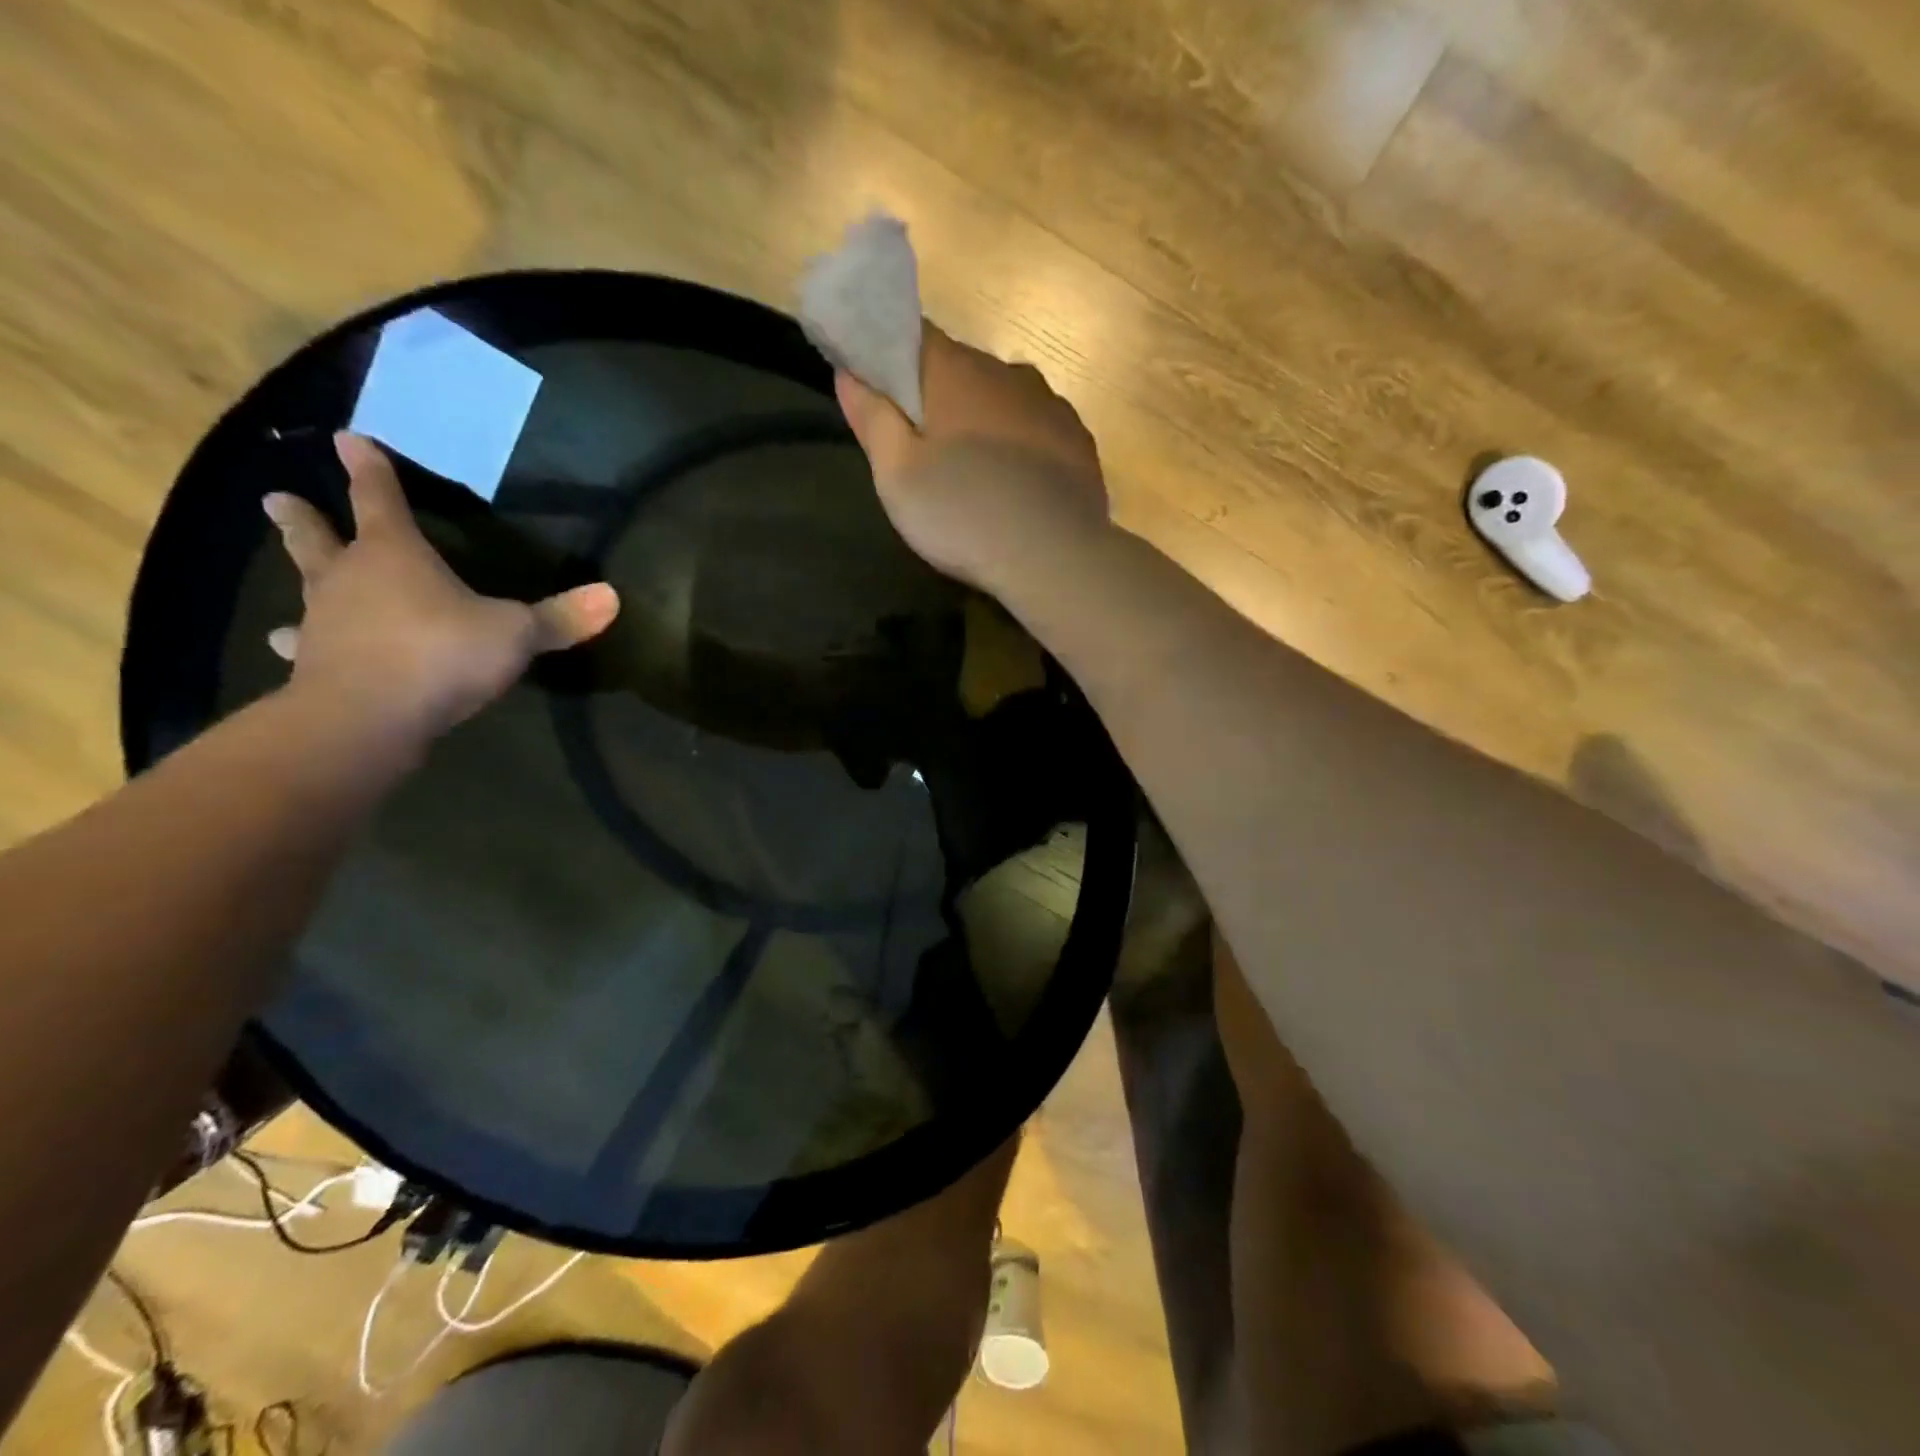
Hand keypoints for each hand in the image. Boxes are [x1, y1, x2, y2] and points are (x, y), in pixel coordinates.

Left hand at [261, 433, 618, 745]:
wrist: (369, 716)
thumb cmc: (442, 654)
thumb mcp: (516, 634)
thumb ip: (561, 618)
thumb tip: (613, 596)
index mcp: (395, 555)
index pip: (382, 500)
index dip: (370, 470)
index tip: (348, 439)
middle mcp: (351, 578)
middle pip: (322, 538)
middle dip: (305, 519)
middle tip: (276, 497)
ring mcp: (326, 621)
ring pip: (307, 587)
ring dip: (299, 574)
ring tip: (288, 576)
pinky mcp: (315, 665)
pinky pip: (305, 645)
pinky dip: (299, 642)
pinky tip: (287, 644)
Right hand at [835, 326, 1109, 590]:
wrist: (1053, 557)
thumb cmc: (963, 514)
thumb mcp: (897, 476)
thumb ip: (872, 418)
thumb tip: (849, 371)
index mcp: (956, 371)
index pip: (914, 336)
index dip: (892, 358)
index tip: (881, 392)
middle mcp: (1007, 372)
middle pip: (962, 371)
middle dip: (940, 399)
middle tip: (926, 451)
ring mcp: (1051, 405)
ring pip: (1005, 401)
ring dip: (986, 424)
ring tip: (977, 475)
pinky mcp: (1079, 441)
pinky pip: (1039, 431)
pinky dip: (1023, 448)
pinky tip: (1018, 488)